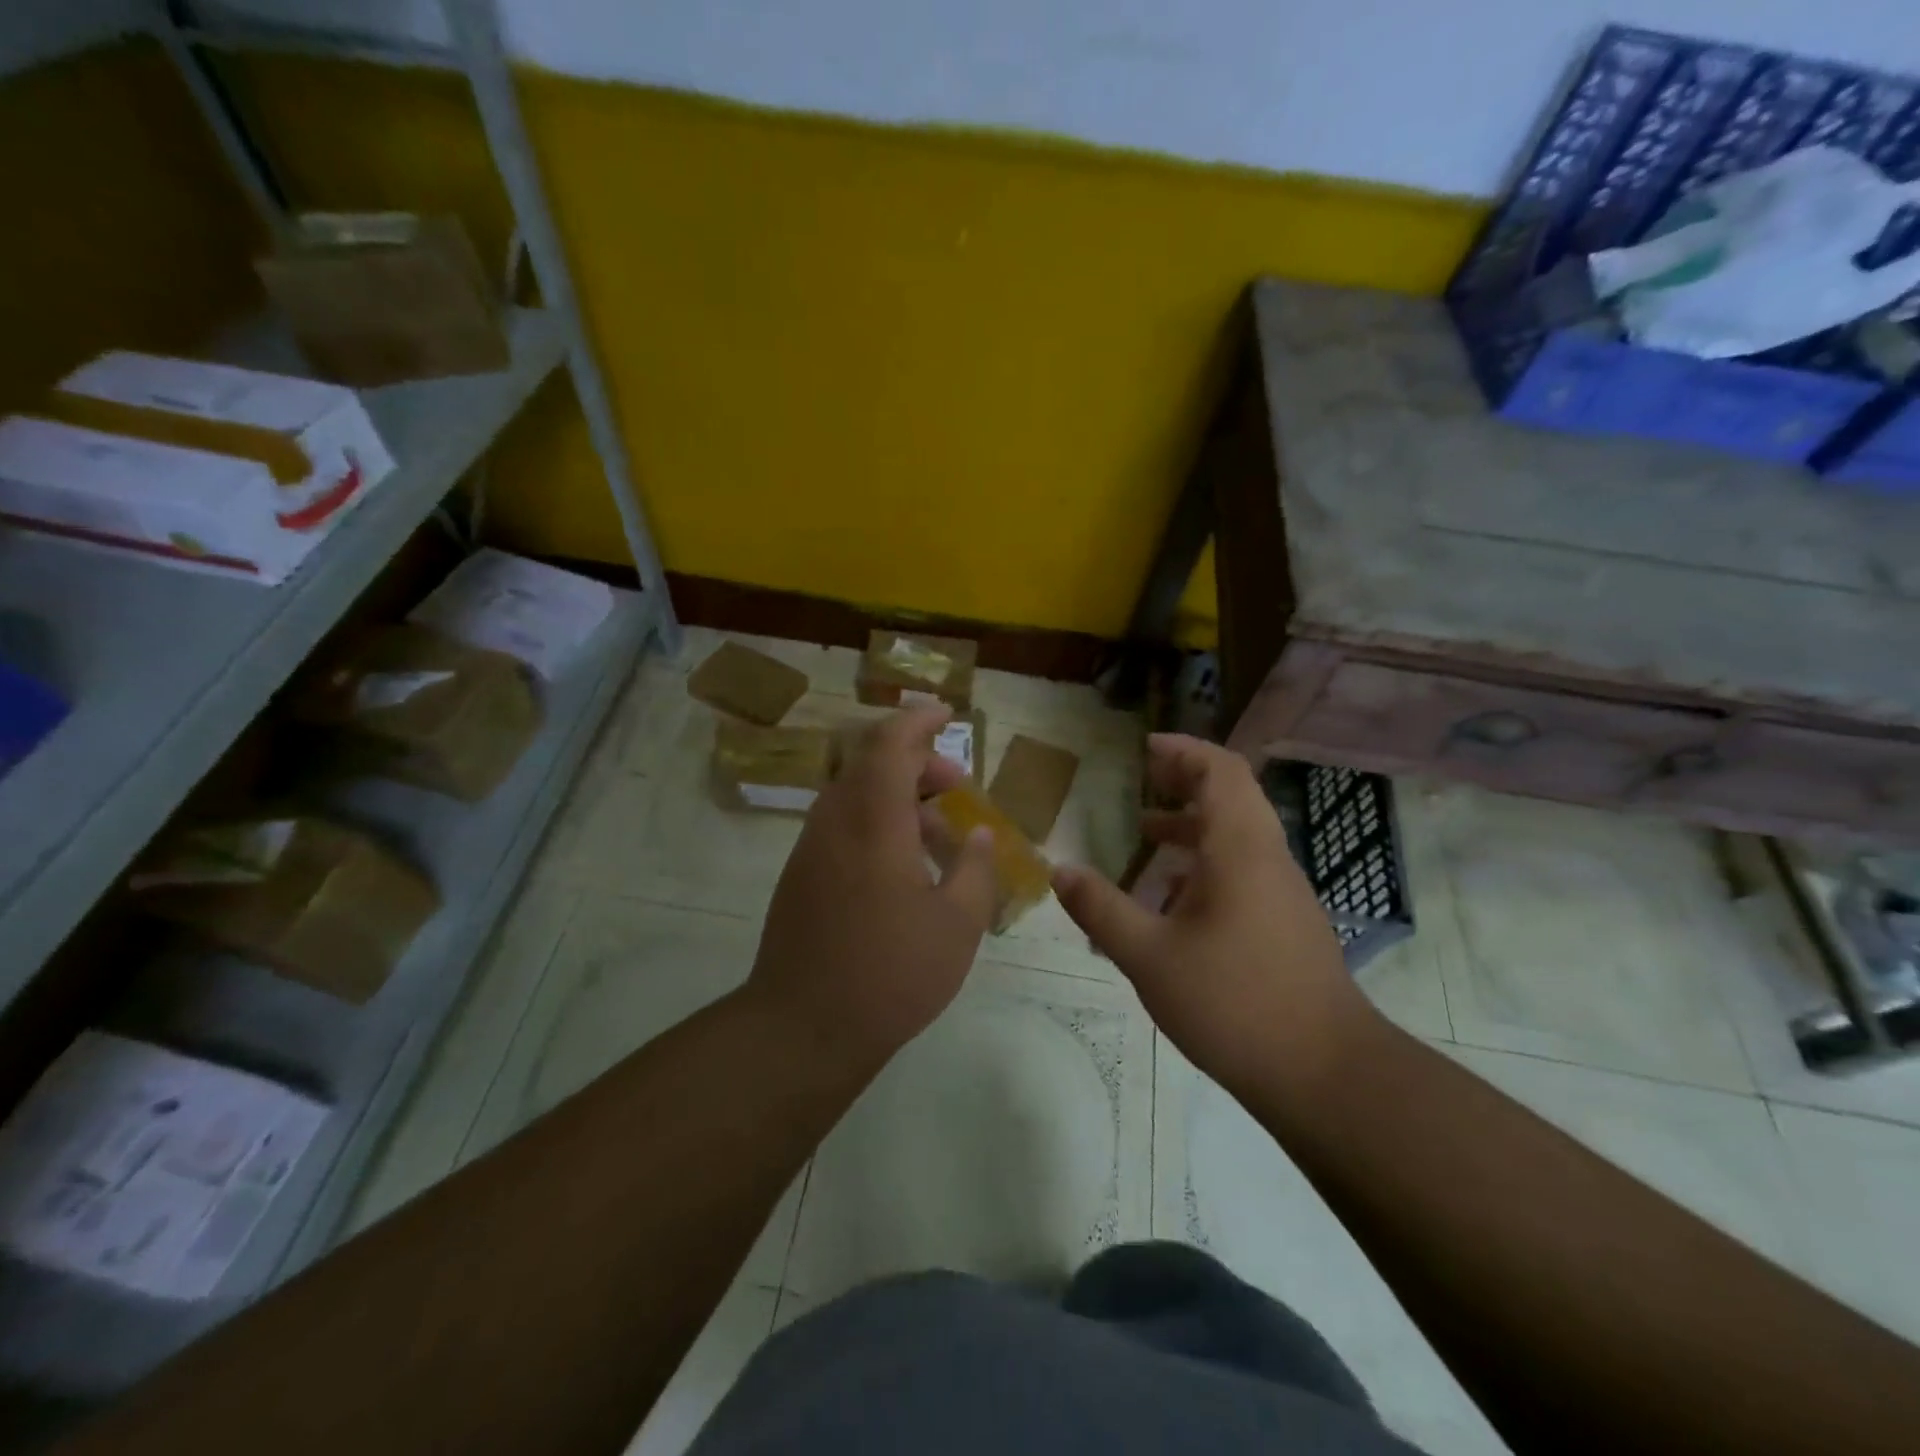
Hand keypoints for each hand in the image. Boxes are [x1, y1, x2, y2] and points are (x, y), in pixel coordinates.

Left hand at [746, 705, 997, 1068]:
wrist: (801, 1028)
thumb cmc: (890, 972)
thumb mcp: (956, 924)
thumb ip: (974, 869)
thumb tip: (979, 836)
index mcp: (873, 821)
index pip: (890, 744)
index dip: (918, 720)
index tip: (946, 714)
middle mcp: (835, 822)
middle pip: (872, 764)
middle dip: (918, 763)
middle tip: (958, 788)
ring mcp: (811, 849)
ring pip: (856, 795)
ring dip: (898, 796)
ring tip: (940, 832)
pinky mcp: (801, 875)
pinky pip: (842, 825)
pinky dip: (877, 822)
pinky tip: (904, 866)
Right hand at [1051, 734, 1375, 1097]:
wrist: (1326, 1074)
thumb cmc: (1234, 1002)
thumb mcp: (1150, 956)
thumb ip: (1101, 909)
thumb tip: (1058, 869)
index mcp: (1240, 850)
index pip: (1220, 771)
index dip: (1184, 750)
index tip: (1145, 747)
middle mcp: (1267, 859)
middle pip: (1231, 796)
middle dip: (1185, 781)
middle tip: (1142, 779)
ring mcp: (1282, 892)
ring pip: (1237, 836)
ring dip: (1193, 824)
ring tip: (1145, 835)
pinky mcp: (1286, 923)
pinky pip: (1243, 870)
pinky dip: (1205, 864)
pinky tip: (1171, 900)